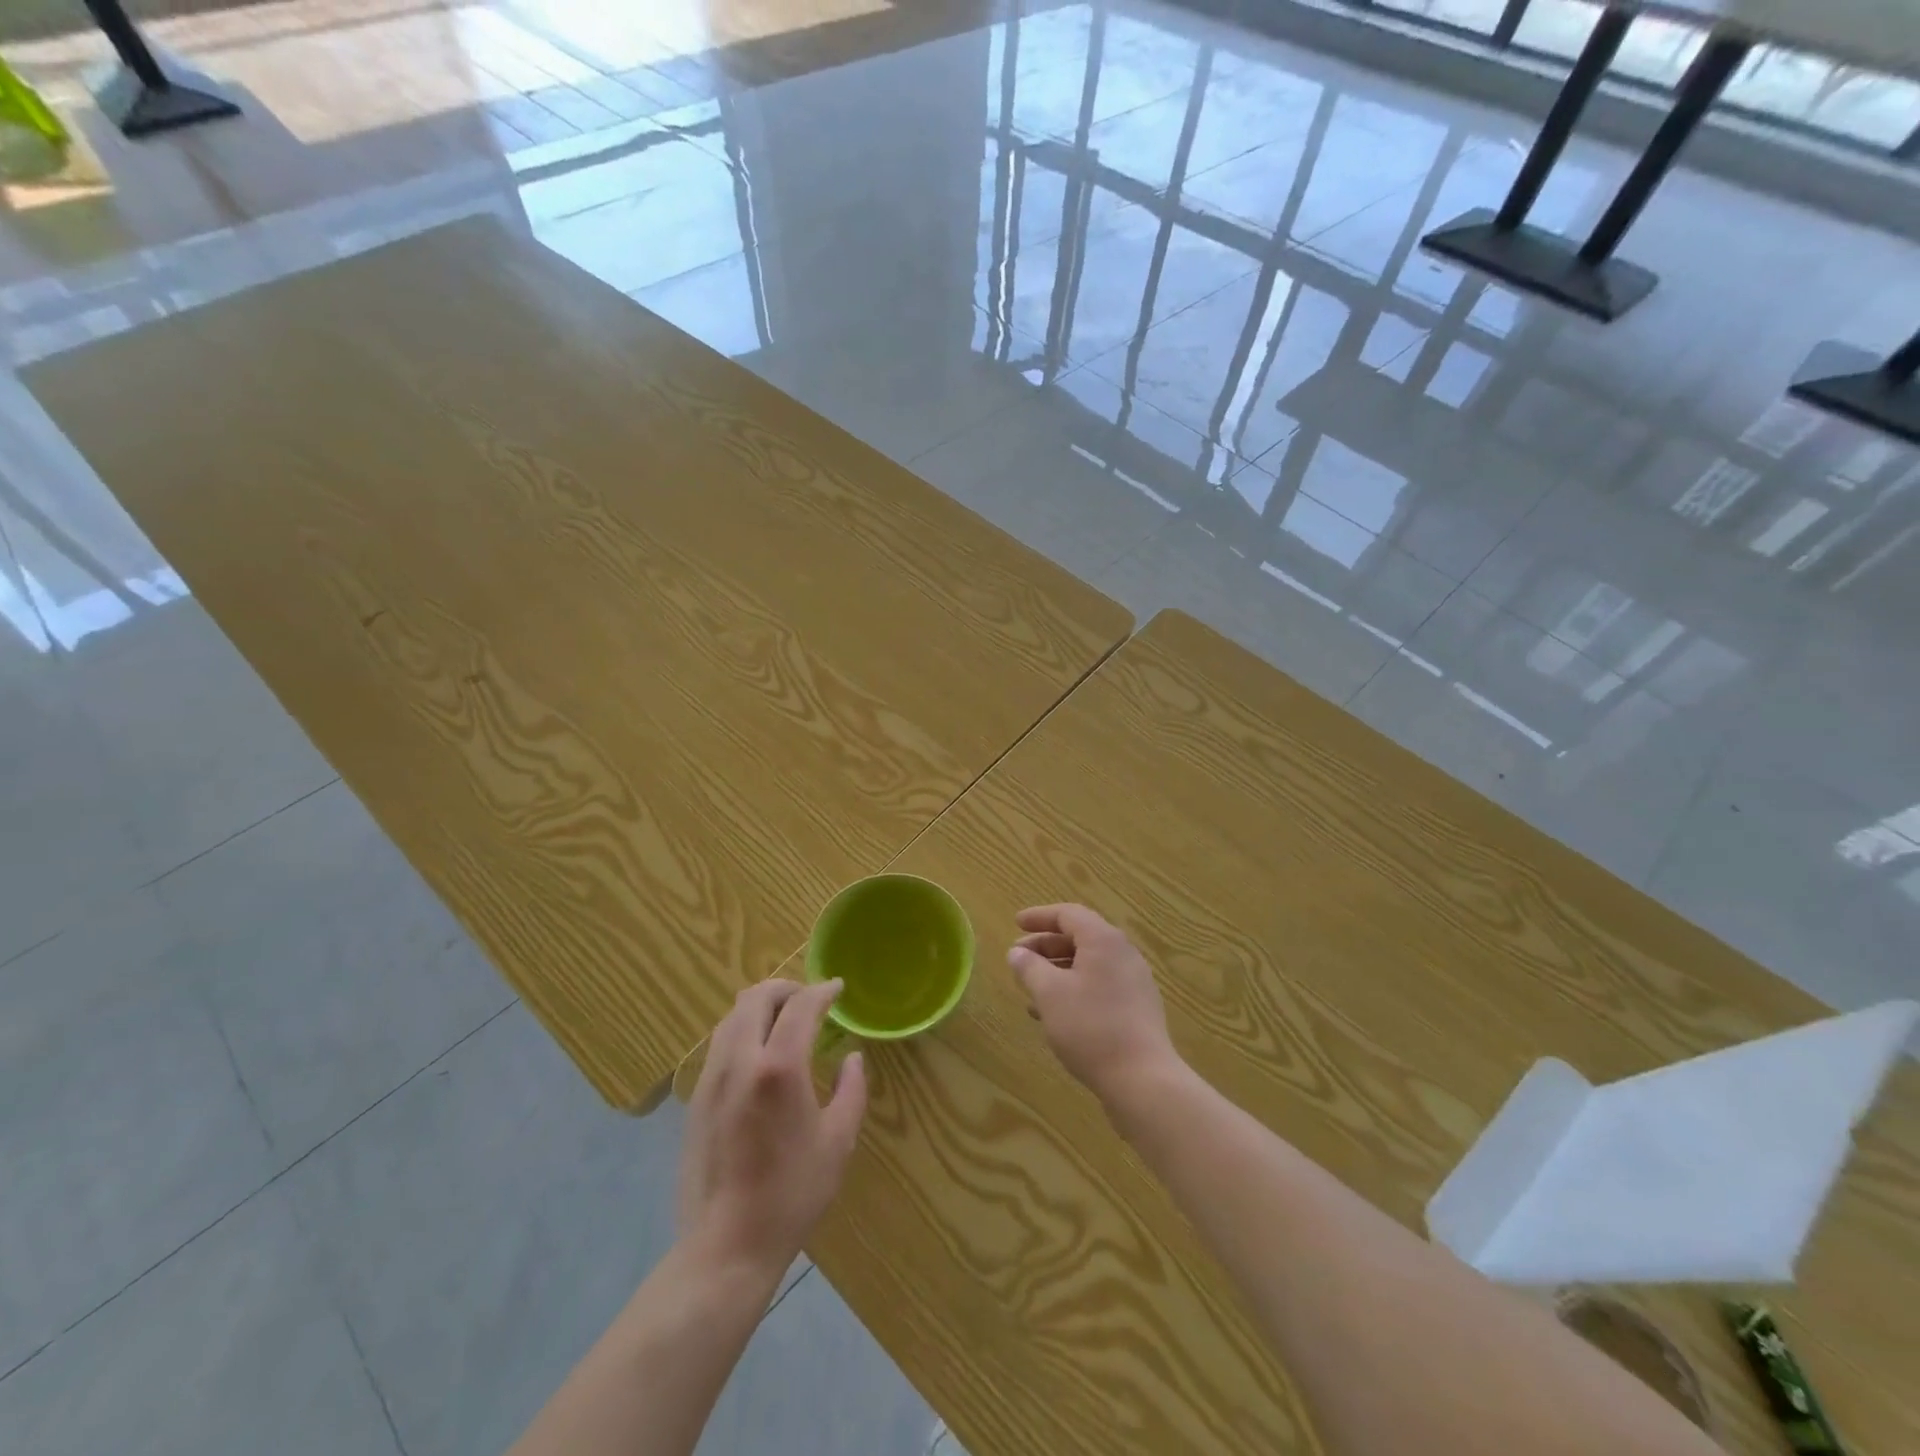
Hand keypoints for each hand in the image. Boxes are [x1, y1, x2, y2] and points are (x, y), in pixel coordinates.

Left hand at [678, 979, 866, 1281]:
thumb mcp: (838, 1142)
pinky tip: (759, 1053)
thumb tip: (851, 1058)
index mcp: (779, 1067)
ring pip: (732, 1016)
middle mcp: (740, 1061)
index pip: (801, 1006)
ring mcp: (712, 1078)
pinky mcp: (696, 1098)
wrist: (726, 1246)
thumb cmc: (792, 1194)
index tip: (837, 988)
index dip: (822, 991)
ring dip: (761, 1006)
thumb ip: (851, 1090)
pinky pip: (720, 1042)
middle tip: (810, 999)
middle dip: (786, 988)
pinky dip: (742, 1029)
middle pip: (757, 997)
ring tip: (784, 1020)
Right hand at [1007, 903, 1181, 1108]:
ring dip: (1057, 970)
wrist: (1142, 1079)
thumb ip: (1029, 968)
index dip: (1039, 917)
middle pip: (1080, 938)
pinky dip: (1074, 989)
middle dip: (1045, 946)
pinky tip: (1054, 1013)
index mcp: (1103, 940)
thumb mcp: (1049, 994)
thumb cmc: (1091, 1027)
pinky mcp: (1137, 1009)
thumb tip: (1017, 953)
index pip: (1068, 914)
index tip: (1016, 924)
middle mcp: (1123, 954)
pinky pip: (1099, 986)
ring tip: (1030, 988)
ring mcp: (1134, 982)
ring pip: (1088, 964)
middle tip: (1018, 958)